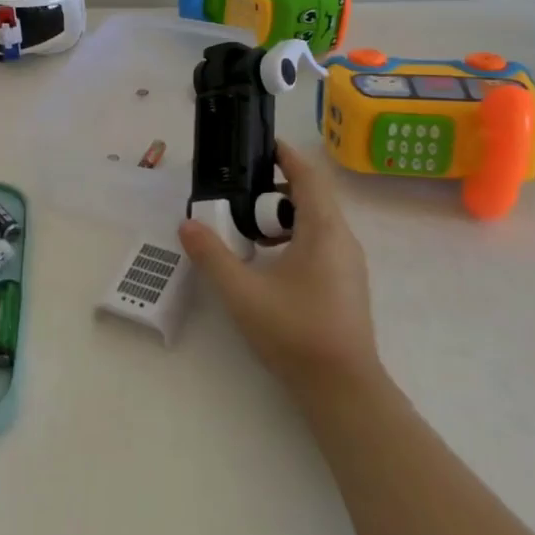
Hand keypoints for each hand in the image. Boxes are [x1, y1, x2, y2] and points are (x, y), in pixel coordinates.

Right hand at [179, 140, 380, 407]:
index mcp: (323, 230)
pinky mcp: (347, 284)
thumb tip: (186, 225)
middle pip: (312, 196)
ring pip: (317, 222)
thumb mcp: (242, 293)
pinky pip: (320, 242)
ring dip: (283, 216)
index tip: (261, 144)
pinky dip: (294, 237)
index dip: (286, 155)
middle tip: (240, 192)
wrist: (344, 390)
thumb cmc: (295, 332)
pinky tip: (269, 262)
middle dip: (276, 188)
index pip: (308, 176)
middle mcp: (342, 239)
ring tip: (249, 228)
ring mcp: (349, 264)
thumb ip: (212, 255)